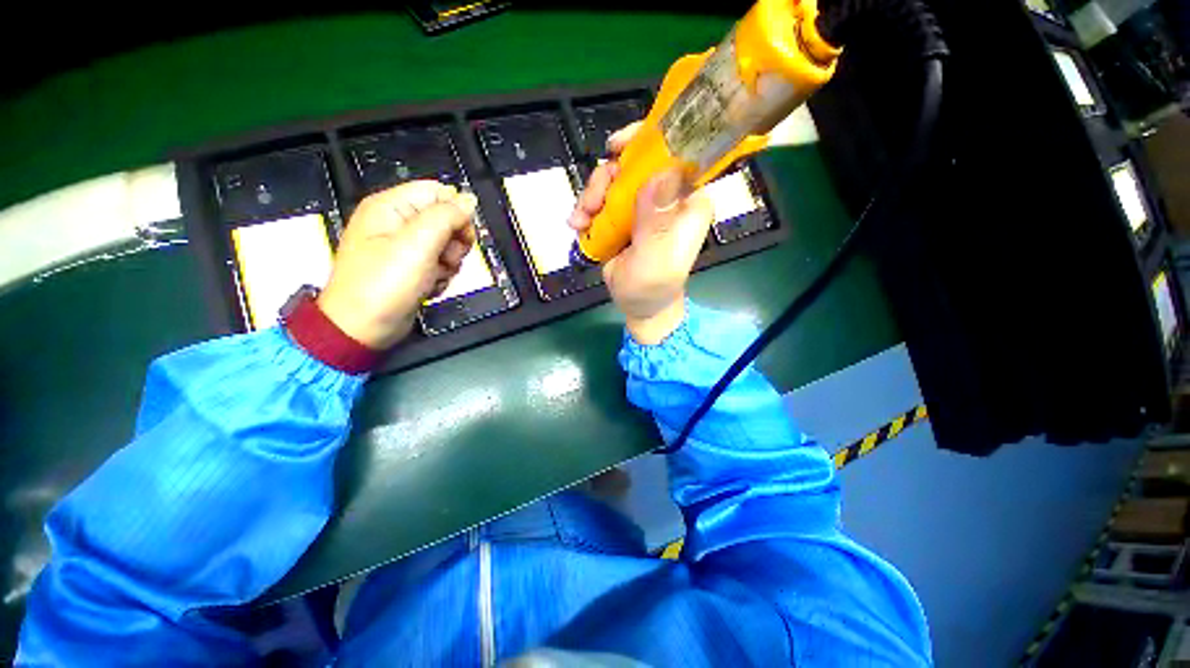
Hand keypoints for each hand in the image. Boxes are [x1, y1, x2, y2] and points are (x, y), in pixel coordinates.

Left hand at [317, 181, 477, 349]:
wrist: (364, 328)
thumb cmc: (385, 284)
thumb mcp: (417, 245)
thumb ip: (445, 217)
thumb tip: (468, 200)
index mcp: (391, 207)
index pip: (437, 192)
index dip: (456, 211)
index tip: (462, 234)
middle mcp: (398, 223)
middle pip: (446, 219)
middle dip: (454, 242)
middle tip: (445, 259)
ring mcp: (405, 248)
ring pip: (447, 244)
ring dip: (450, 262)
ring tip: (434, 276)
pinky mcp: (413, 268)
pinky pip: (441, 263)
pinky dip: (442, 275)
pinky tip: (430, 285)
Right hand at [569, 124, 713, 344]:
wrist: (638, 306)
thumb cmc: (654, 287)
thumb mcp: (655, 259)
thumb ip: (656, 222)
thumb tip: (657, 173)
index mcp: (688, 201)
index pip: (677, 154)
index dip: (649, 140)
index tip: (618, 147)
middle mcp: (666, 196)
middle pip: (635, 162)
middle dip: (608, 178)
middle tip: (592, 203)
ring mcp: (642, 204)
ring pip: (613, 178)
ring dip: (592, 195)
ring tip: (581, 220)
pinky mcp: (623, 215)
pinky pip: (602, 198)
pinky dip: (586, 208)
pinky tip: (578, 225)